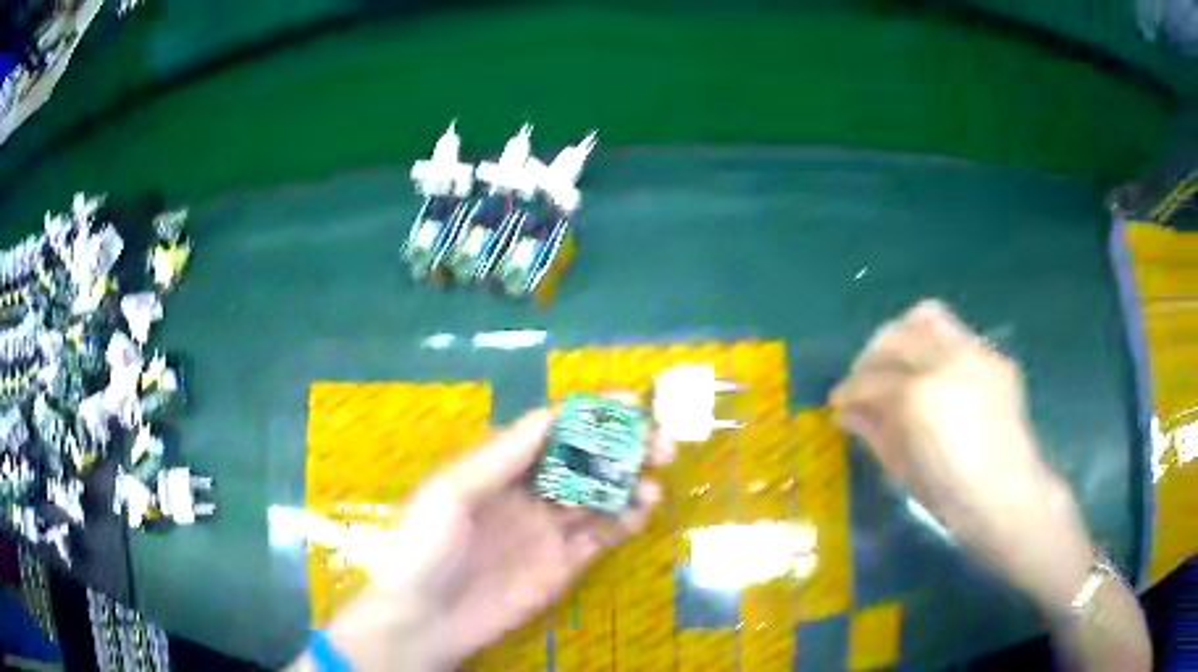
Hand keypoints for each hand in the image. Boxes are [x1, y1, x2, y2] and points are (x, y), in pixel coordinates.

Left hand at [314, 405, 675, 671]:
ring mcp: (549, 531)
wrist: (423, 619)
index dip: (591, 416)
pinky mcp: (564, 565)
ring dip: (630, 484)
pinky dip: (625, 521)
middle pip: (585, 462)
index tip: (631, 405)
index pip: (553, 431)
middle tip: (660, 443)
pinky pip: (601, 537)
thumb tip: (549, 415)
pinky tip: (642, 511)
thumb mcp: (451, 494)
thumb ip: (500, 458)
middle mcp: (529, 494)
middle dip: (622, 448)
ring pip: (599, 498)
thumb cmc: (425, 547)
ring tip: (653, 481)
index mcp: (499, 469)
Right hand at [829, 300, 1093, 611]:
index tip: (838, 402)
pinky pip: (955, 333)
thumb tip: (845, 410)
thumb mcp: (902, 470)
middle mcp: (946, 361)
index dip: (849, 391)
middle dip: (869, 359)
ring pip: (925, 318)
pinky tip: (932, 373)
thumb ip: (872, 431)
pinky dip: (933, 345)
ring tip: (896, 363)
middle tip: (863, 385)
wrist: (1009, 498)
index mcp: (919, 397)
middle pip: (893, 338)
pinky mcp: (993, 356)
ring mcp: (975, 352)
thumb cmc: (951, 498)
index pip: (870, 380)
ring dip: (902, 336)